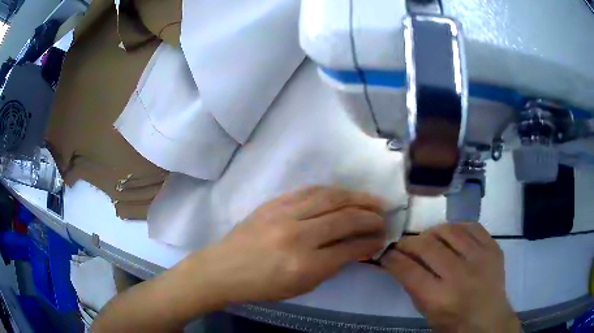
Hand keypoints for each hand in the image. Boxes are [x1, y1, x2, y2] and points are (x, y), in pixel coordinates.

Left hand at [196, 186, 386, 303]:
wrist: (223, 268)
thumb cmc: (262, 286)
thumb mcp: (301, 287)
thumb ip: (332, 267)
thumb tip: (357, 248)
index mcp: (304, 265)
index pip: (349, 248)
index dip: (370, 242)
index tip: (382, 238)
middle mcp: (297, 235)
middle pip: (344, 218)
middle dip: (370, 217)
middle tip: (384, 218)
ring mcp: (283, 214)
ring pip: (330, 197)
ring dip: (357, 198)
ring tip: (373, 200)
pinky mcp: (274, 202)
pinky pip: (310, 190)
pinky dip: (332, 191)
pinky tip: (344, 194)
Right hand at [381, 223, 520, 332]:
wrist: (489, 318)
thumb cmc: (453, 322)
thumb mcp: (427, 313)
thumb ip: (413, 287)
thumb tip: (399, 262)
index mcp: (439, 297)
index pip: (408, 269)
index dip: (393, 258)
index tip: (386, 253)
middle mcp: (460, 274)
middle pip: (427, 245)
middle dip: (409, 242)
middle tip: (404, 244)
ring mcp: (479, 258)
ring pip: (449, 230)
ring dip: (432, 232)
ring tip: (428, 238)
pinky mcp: (493, 247)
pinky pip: (472, 226)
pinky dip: (457, 227)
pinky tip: (452, 234)